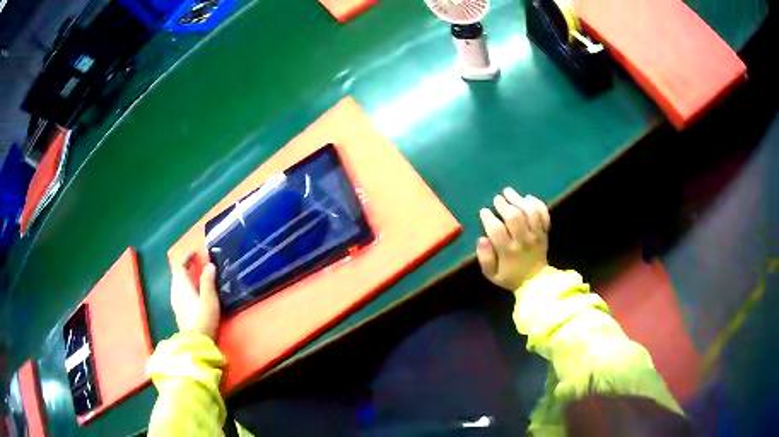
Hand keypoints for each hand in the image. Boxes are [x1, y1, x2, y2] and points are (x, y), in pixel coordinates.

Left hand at [170, 255, 219, 339]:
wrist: (195, 343)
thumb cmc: (203, 320)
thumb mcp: (209, 300)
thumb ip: (208, 282)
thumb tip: (209, 264)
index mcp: (181, 286)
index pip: (179, 266)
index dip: (186, 257)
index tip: (195, 253)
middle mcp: (175, 292)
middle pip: (177, 274)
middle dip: (185, 266)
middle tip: (197, 262)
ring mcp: (175, 302)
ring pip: (177, 283)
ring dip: (185, 276)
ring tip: (196, 274)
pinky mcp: (178, 311)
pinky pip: (179, 291)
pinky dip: (185, 285)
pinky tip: (193, 292)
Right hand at [476, 188, 550, 290]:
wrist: (536, 282)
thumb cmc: (511, 277)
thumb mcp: (492, 275)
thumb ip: (485, 258)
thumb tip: (482, 239)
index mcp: (508, 252)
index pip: (497, 230)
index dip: (489, 218)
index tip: (484, 211)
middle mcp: (523, 241)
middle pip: (514, 217)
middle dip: (504, 205)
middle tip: (497, 199)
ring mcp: (536, 235)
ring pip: (529, 212)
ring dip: (518, 199)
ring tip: (509, 192)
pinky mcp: (545, 232)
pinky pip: (543, 214)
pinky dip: (537, 204)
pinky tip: (528, 198)